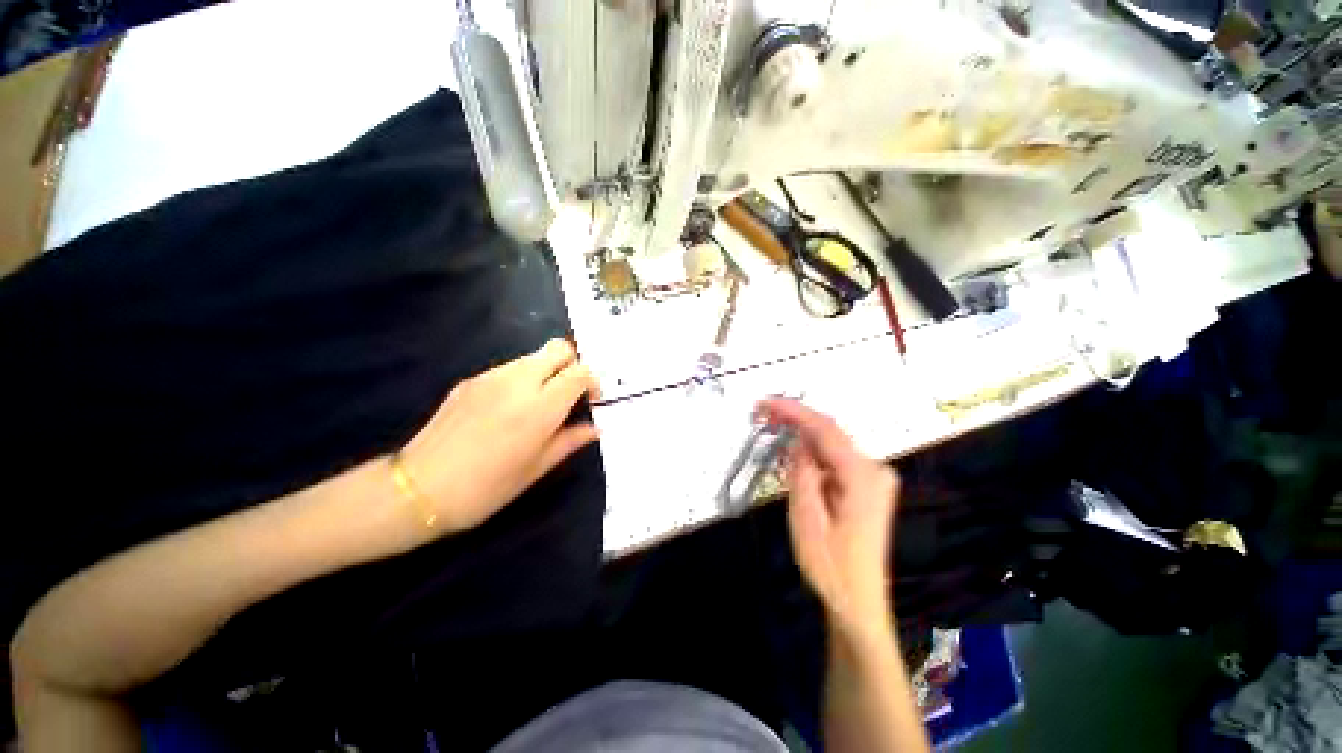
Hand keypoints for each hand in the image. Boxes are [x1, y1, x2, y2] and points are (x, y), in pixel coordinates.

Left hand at [398, 339, 600, 534]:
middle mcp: (518, 382)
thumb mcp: (537, 468)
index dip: (593, 380)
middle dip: (573, 365)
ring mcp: (491, 377)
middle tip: (570, 393)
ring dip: (548, 371)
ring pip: (534, 356)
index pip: (579, 372)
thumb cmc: (486, 488)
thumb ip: (571, 440)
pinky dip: (524, 378)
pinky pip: (510, 367)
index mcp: (539, 408)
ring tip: (540, 403)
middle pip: (558, 348)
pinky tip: (511, 408)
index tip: (592, 399)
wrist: (418, 489)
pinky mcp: (471, 380)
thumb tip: (596, 428)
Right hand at [759, 398, 899, 640]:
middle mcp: (874, 470)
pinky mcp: (866, 487)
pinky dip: (810, 455)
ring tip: (771, 433)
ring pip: (830, 446)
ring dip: (800, 438)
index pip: (825, 429)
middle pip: (830, 433)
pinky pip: (833, 460)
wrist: (857, 604)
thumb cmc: (830, 567)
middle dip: (795, 421)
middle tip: (762, 416)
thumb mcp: (806, 519)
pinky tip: (791, 460)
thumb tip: (797, 441)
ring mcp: (873, 479)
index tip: (765, 402)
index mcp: (863, 476)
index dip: (793, 411)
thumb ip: (803, 473)